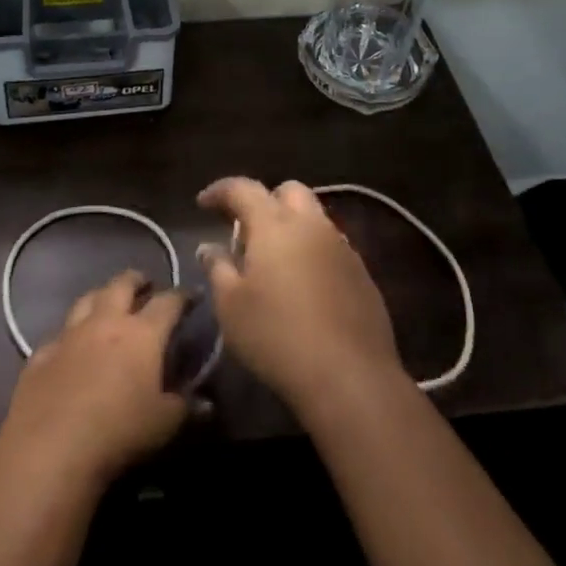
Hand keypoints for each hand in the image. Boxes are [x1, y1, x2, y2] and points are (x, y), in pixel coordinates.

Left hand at [0, 270, 188, 489]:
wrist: (51, 448)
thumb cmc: (119, 432)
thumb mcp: (164, 424)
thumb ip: (185, 407)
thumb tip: (206, 403)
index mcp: (142, 333)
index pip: (168, 302)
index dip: (182, 296)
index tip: (192, 295)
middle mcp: (105, 322)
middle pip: (122, 285)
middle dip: (136, 280)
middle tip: (145, 284)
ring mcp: (69, 335)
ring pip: (86, 300)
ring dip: (101, 296)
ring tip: (108, 302)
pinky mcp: (41, 354)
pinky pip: (58, 334)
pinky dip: (69, 334)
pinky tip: (70, 344)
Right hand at [196, 177, 404, 415]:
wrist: (350, 376)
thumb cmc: (277, 336)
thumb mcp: (231, 306)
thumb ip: (218, 268)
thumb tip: (209, 247)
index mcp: (275, 224)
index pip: (243, 188)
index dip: (220, 191)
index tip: (203, 203)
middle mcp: (311, 224)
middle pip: (288, 191)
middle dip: (264, 200)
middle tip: (245, 229)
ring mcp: (342, 247)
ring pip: (314, 217)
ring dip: (291, 225)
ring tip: (274, 259)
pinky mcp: (362, 273)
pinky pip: (332, 246)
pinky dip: (312, 251)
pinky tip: (303, 284)